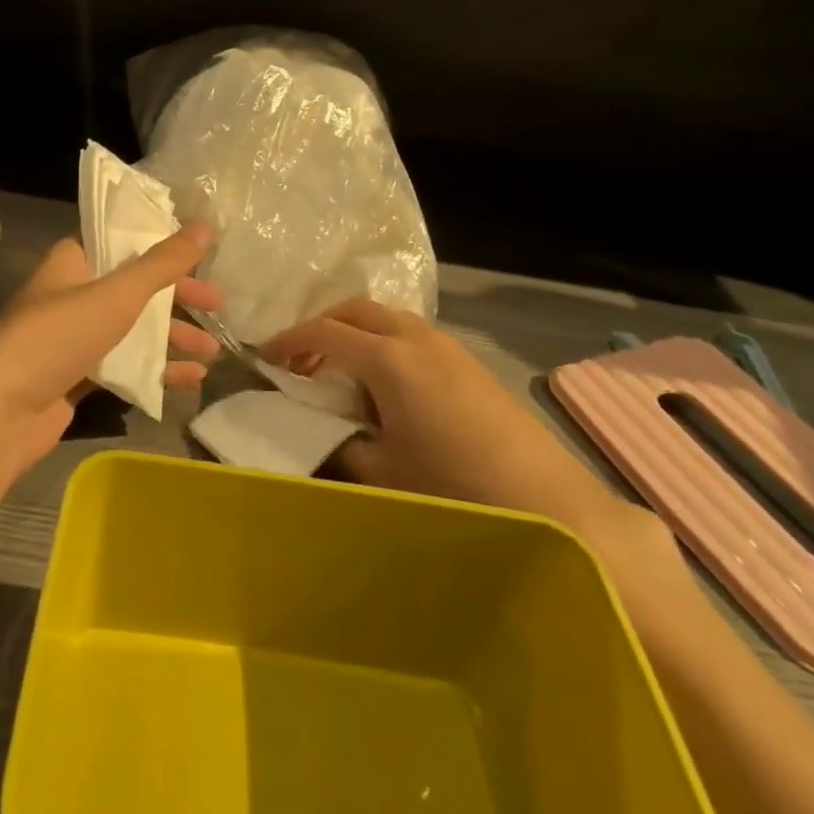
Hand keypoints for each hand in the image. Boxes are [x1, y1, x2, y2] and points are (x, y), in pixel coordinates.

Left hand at [0, 222, 223, 495]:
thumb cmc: (56, 337)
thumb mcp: (116, 295)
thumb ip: (163, 263)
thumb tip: (205, 225)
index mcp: (73, 261)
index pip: (122, 239)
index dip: (161, 243)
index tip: (201, 252)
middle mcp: (73, 293)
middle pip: (135, 286)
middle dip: (178, 296)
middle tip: (219, 304)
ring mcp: (74, 337)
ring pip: (133, 328)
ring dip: (172, 337)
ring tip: (213, 352)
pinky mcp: (77, 375)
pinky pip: (124, 364)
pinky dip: (154, 369)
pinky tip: (189, 380)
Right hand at [261, 298, 622, 532]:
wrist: (550, 504)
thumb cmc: (454, 488)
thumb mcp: (381, 472)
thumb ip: (339, 442)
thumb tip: (319, 426)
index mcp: (388, 358)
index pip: (323, 332)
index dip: (288, 341)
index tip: (263, 357)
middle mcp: (416, 337)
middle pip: (355, 310)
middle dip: (321, 326)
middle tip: (300, 359)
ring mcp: (447, 345)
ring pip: (386, 317)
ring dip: (355, 332)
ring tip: (340, 370)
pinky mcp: (469, 362)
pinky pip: (411, 334)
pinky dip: (384, 342)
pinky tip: (385, 383)